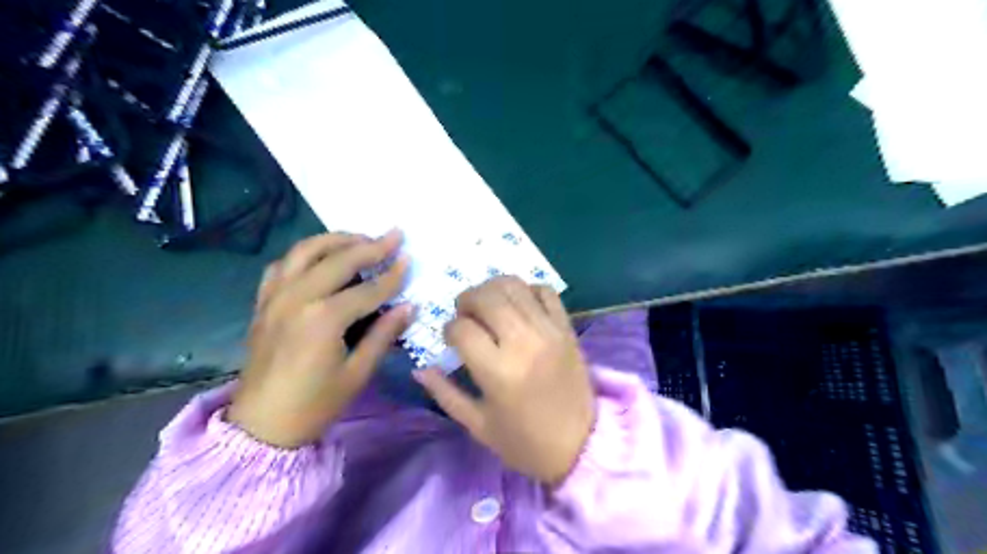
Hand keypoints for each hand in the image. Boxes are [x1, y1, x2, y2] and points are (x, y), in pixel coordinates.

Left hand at [228, 232, 412, 447]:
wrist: (262, 426)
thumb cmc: (315, 404)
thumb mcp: (358, 373)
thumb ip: (384, 334)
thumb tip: (409, 307)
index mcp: (323, 319)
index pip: (368, 289)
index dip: (393, 275)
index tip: (410, 259)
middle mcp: (297, 298)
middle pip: (339, 260)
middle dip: (370, 245)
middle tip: (394, 235)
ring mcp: (275, 297)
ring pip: (305, 251)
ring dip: (336, 240)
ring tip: (360, 239)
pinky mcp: (263, 302)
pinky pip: (282, 265)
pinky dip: (304, 254)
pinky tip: (320, 258)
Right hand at [412, 277, 587, 483]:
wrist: (580, 445)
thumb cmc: (524, 441)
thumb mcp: (478, 424)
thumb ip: (445, 393)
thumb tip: (420, 369)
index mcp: (498, 371)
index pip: (461, 328)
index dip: (449, 330)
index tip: (451, 339)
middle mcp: (523, 342)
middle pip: (486, 297)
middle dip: (466, 299)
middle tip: (465, 314)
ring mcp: (548, 331)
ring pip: (514, 286)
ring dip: (492, 289)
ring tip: (488, 305)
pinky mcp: (566, 328)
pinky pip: (546, 291)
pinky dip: (527, 290)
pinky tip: (518, 305)